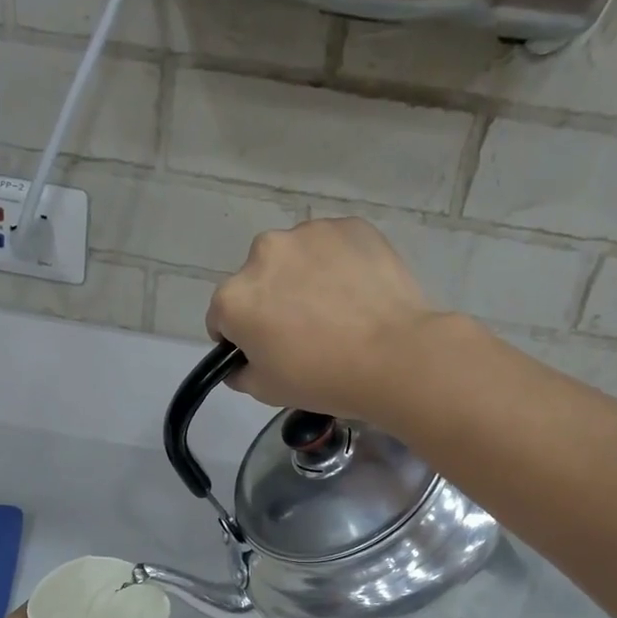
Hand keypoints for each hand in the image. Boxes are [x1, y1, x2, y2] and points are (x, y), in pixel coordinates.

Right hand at [206, 218, 444, 419]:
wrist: (394, 356)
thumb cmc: (322, 378)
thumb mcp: (266, 391)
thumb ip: (240, 373)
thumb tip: (240, 363)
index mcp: (234, 297)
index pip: (222, 317)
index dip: (240, 338)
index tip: (264, 352)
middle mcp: (263, 253)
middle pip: (258, 280)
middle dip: (272, 300)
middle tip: (305, 332)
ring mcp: (309, 234)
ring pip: (296, 258)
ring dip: (305, 277)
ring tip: (337, 309)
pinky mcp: (350, 226)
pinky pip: (334, 247)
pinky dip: (339, 264)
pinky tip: (359, 293)